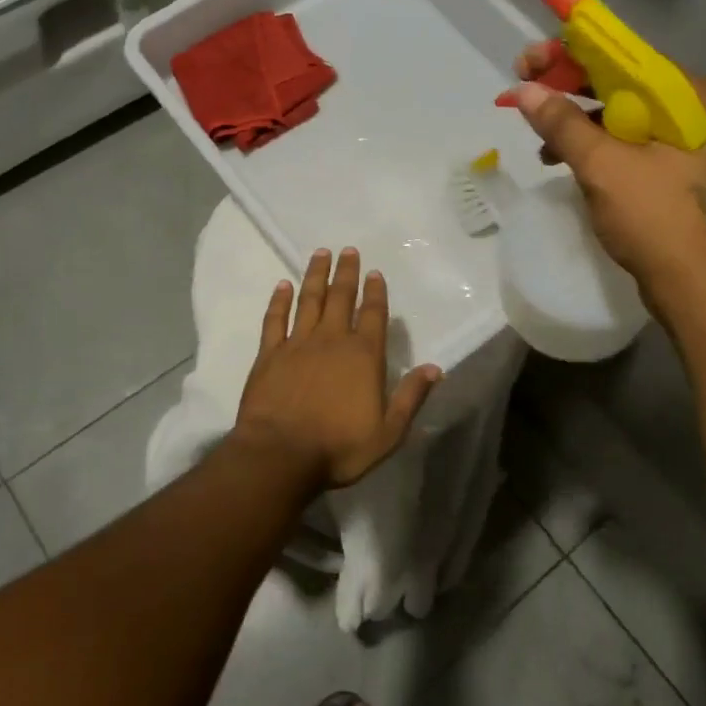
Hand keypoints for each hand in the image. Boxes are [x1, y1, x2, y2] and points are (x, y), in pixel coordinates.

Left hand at [233, 247, 442, 490]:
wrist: (280, 455)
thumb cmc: (339, 448)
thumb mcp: (388, 432)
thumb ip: (411, 397)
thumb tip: (436, 368)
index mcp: (364, 356)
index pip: (373, 315)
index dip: (375, 292)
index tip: (374, 272)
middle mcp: (332, 340)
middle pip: (341, 297)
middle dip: (346, 273)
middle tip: (348, 250)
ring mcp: (298, 344)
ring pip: (309, 300)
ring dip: (315, 276)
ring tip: (320, 253)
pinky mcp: (269, 355)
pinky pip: (275, 319)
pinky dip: (279, 301)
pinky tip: (282, 285)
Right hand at [510, 43, 705, 310]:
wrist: (702, 290)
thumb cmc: (658, 220)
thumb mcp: (604, 167)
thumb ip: (563, 123)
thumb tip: (524, 91)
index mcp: (694, 96)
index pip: (625, 57)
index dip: (571, 53)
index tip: (528, 61)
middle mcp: (698, 110)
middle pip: (623, 84)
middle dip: (570, 90)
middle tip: (524, 90)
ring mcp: (691, 143)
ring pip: (624, 117)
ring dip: (579, 124)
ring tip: (541, 142)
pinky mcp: (679, 172)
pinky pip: (631, 144)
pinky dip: (598, 149)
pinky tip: (567, 163)